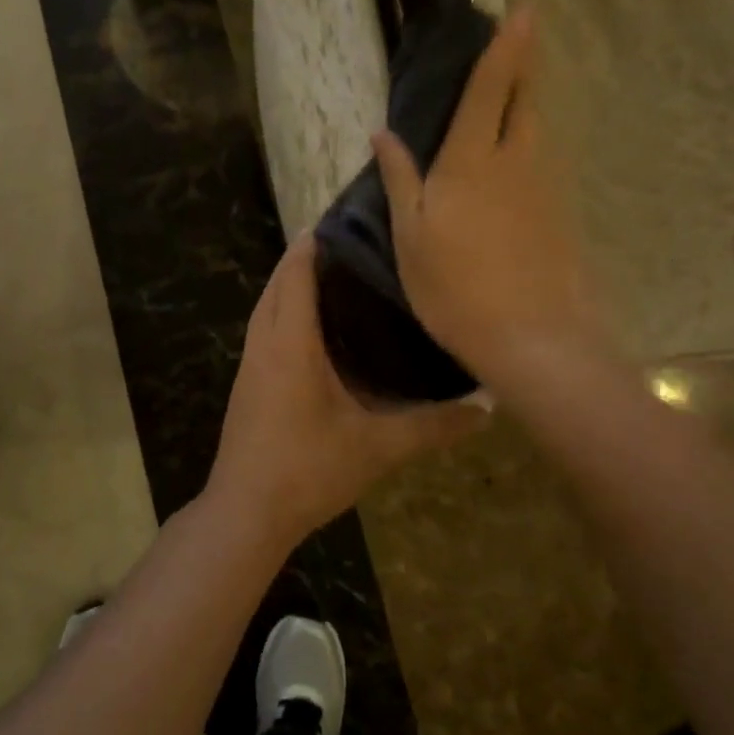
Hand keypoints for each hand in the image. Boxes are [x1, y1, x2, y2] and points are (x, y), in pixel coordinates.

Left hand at [207, 235, 486, 546]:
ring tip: (336, 277)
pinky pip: (264, 330)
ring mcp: (249, 364)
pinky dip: (285, 313)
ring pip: (266, 307)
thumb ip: (433, 427)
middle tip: (350, 245)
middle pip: (278, 283)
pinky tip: (316, 330)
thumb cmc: (308, 470)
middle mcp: (264, 343)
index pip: (296, 274)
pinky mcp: (247, 384)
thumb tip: (488, 407)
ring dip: (291, 285)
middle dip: (304, 258)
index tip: (343, 220)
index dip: (314, 243)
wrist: (245, 514)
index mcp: (290, 343)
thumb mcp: (378, 448)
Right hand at [372, 9, 589, 388]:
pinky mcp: (558, 216)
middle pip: (525, 103)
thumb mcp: (410, 235)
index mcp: (472, 162)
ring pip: (536, 134)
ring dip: (526, 107)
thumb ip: (399, 179)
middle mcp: (515, 163)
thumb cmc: (455, 287)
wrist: (530, 339)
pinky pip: (541, 166)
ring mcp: (543, 190)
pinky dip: (527, 149)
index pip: (490, 90)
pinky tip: (512, 169)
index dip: (506, 49)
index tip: (523, 12)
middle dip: (523, 70)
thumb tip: (382, 133)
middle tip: (517, 47)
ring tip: (509, 100)